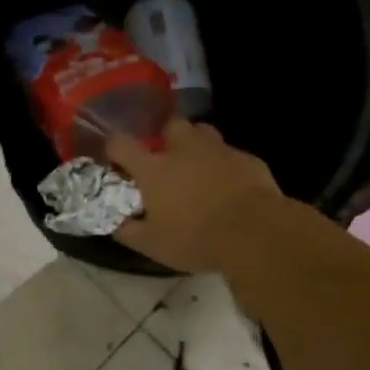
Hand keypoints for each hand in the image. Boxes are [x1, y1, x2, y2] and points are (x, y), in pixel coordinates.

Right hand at [107, 119, 280, 272]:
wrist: (255, 233)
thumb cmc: (195, 238)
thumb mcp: (152, 245)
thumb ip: (127, 231)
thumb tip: (114, 223)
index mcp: (154, 168)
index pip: (121, 144)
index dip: (114, 148)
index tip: (116, 161)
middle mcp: (183, 149)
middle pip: (170, 124)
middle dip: (166, 136)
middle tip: (166, 158)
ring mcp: (218, 150)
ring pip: (204, 132)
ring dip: (197, 144)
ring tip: (199, 166)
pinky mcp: (248, 159)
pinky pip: (232, 155)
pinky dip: (227, 165)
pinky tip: (231, 185)